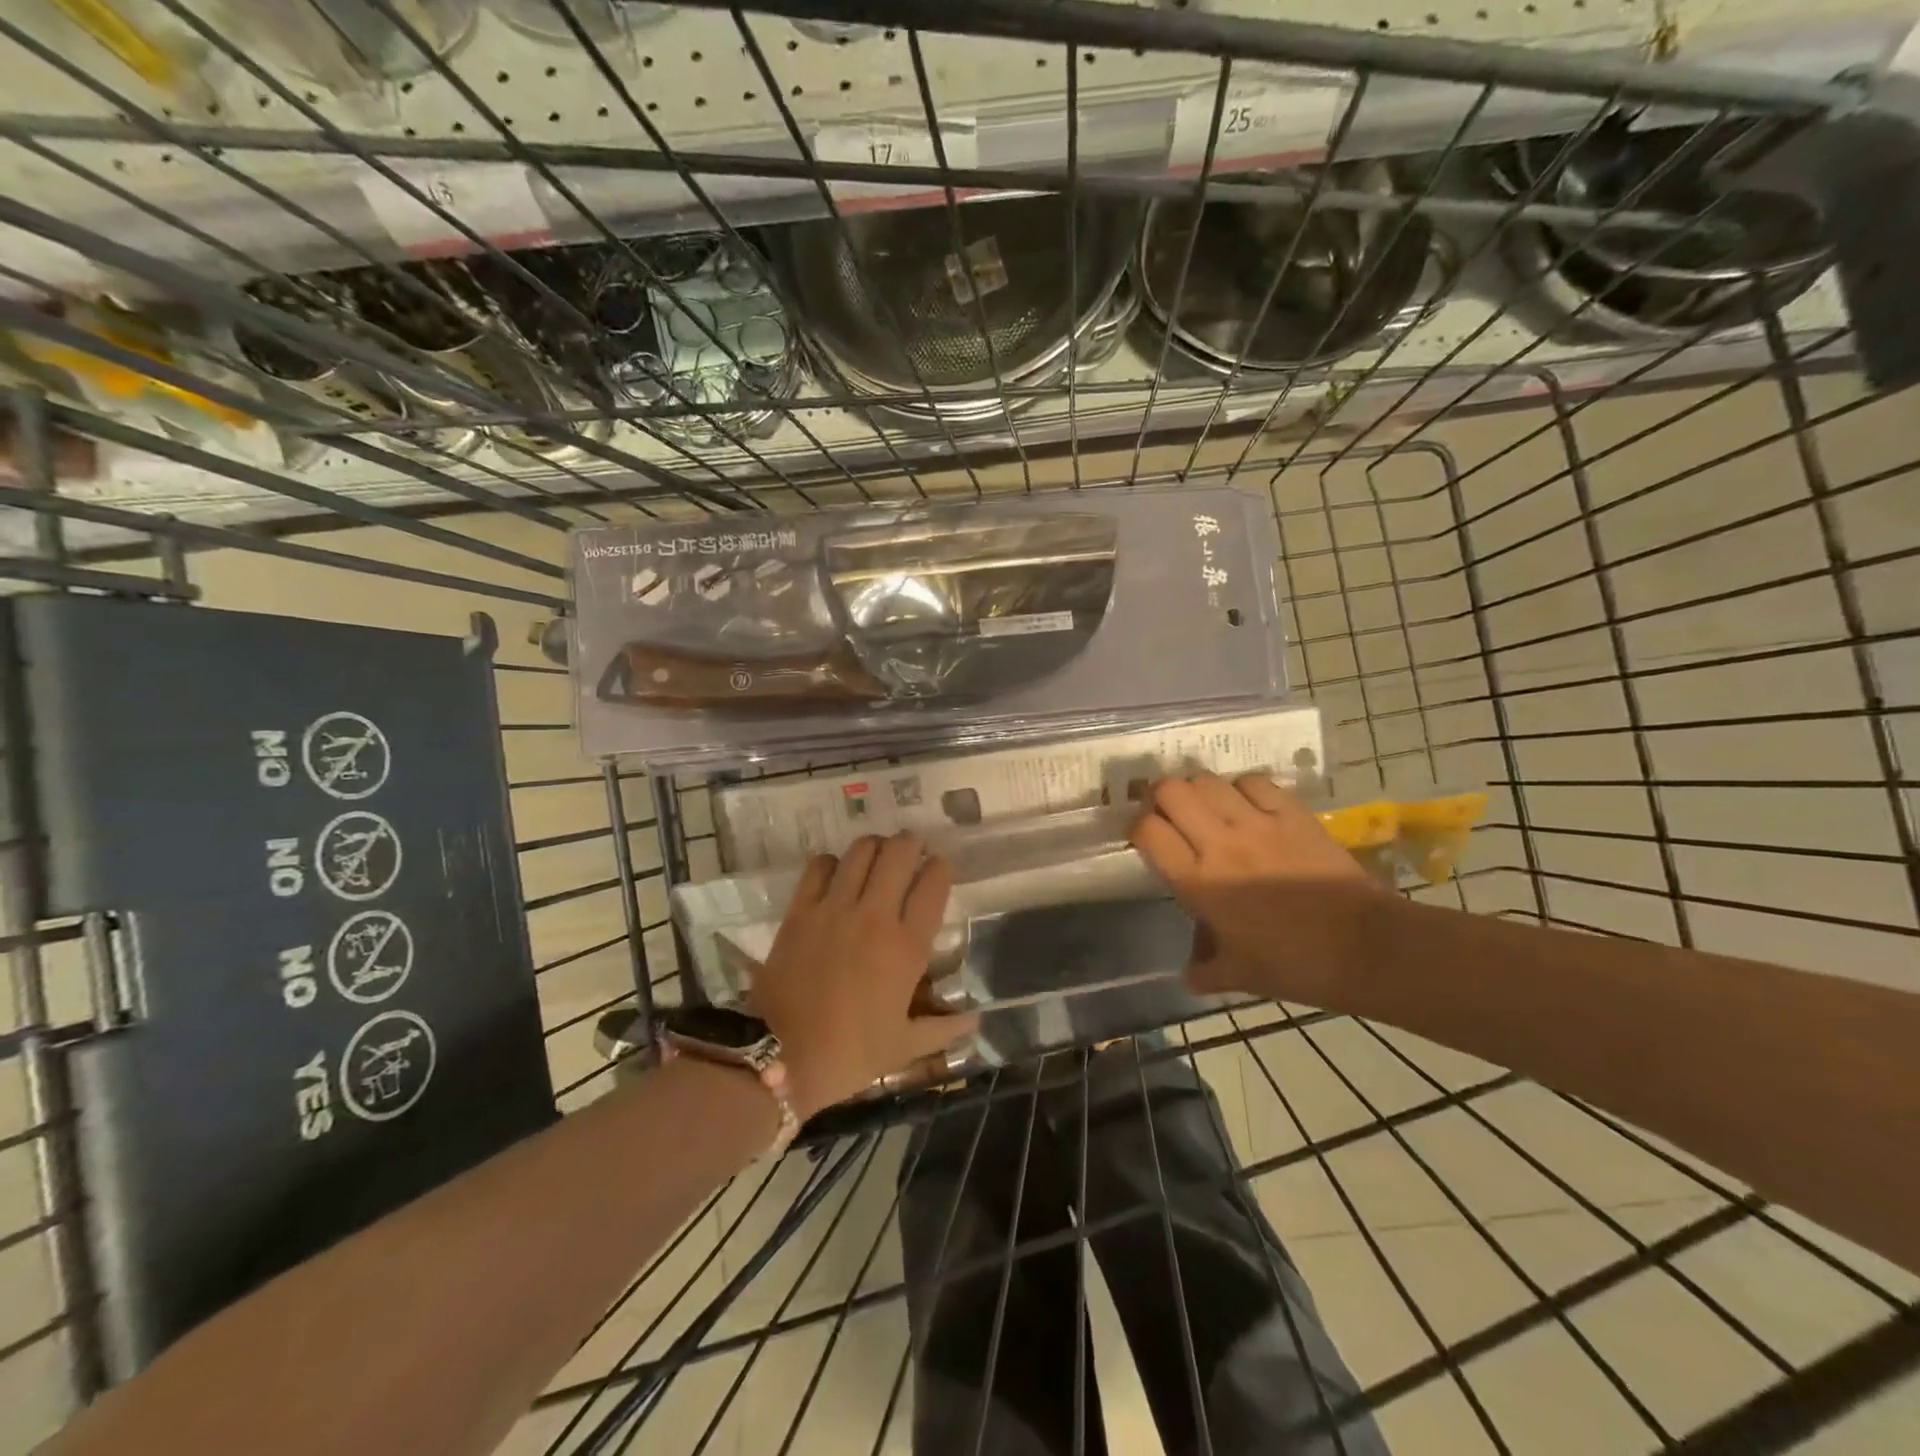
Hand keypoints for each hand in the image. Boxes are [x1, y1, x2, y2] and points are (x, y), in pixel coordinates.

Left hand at [752, 834, 976, 1119]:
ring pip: (861, 851)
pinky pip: (819, 866)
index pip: (933, 885)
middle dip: (910, 844)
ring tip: (878, 855)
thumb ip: (943, 1029)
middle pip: (898, 853)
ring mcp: (834, 908)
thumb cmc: (849, 1054)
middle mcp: (875, 916)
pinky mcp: (800, 910)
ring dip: (875, 847)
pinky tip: (836, 873)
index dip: (941, 867)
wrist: (779, 1056)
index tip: (941, 867)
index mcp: (907, 947)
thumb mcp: (904, 1047)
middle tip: (911, 850)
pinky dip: (832, 862)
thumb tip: (976, 1020)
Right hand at [1129, 773, 1378, 1008]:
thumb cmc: (1294, 965)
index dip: (1138, 828)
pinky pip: (1254, 782)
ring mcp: (1258, 824)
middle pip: (1171, 791)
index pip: (1147, 831)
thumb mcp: (1239, 975)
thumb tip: (1190, 974)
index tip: (1145, 837)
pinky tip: (1247, 804)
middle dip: (1160, 797)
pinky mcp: (1292, 814)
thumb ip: (1205, 971)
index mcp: (1198, 882)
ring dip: (1199, 789)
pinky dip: (1241, 787)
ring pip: (1208, 780)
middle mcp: (1220, 844)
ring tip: (1207, 806)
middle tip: (1169, 813)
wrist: (1364, 948)